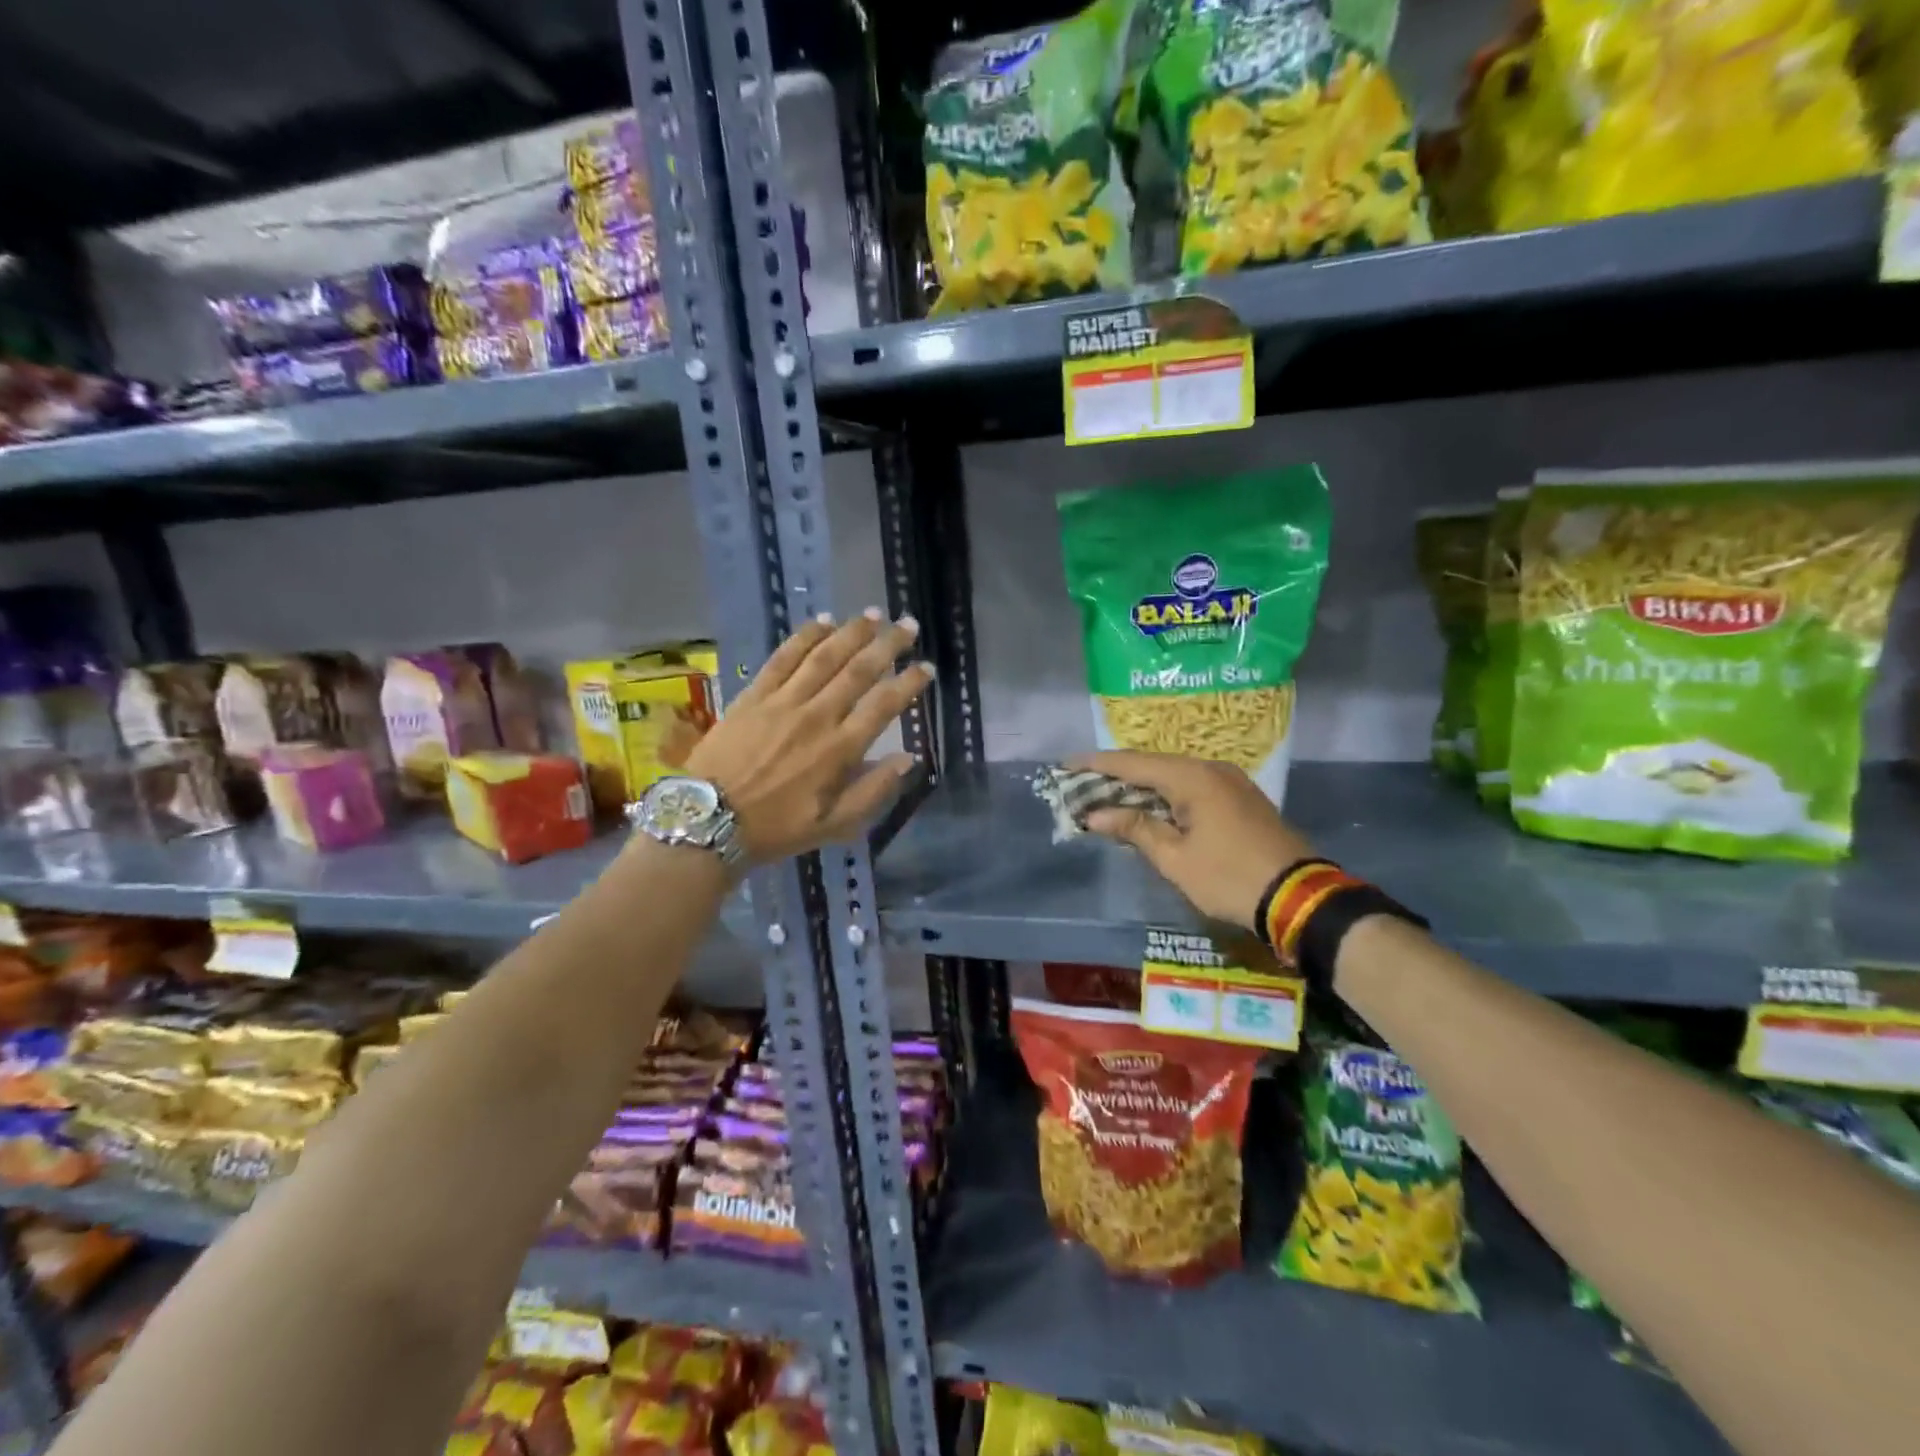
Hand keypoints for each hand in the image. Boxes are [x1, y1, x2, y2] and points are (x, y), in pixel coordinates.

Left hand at [683, 611, 933, 863]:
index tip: (927, 667)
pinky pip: (783, 657)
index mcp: (839, 750)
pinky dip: (806, 636)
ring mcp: (783, 702)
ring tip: (874, 615)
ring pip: (824, 657)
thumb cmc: (776, 828)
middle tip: (908, 625)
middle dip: (888, 645)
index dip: (909, 683)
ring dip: (852, 632)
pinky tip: (823, 621)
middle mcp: (817, 717)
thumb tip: (907, 758)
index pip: (883, 706)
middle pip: (858, 671)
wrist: (710, 821)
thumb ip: (873, 792)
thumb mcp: (833, 826)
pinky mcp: (754, 695)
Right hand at [1068, 750, 1315, 929]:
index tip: (1066, 764)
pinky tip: (1148, 805)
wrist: (1299, 896)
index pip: (1132, 763)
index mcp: (1192, 777)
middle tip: (1081, 783)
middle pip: (1152, 765)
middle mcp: (1210, 768)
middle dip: (1115, 775)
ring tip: (1106, 793)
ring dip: (1140, 785)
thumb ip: (1135, 828)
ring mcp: (1229, 781)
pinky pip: (1191, 785)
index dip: (1096, 764)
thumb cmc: (1229, 876)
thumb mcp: (1175, 858)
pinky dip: (1164, 793)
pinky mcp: (1240, 796)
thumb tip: (1096, 814)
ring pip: (1172, 775)